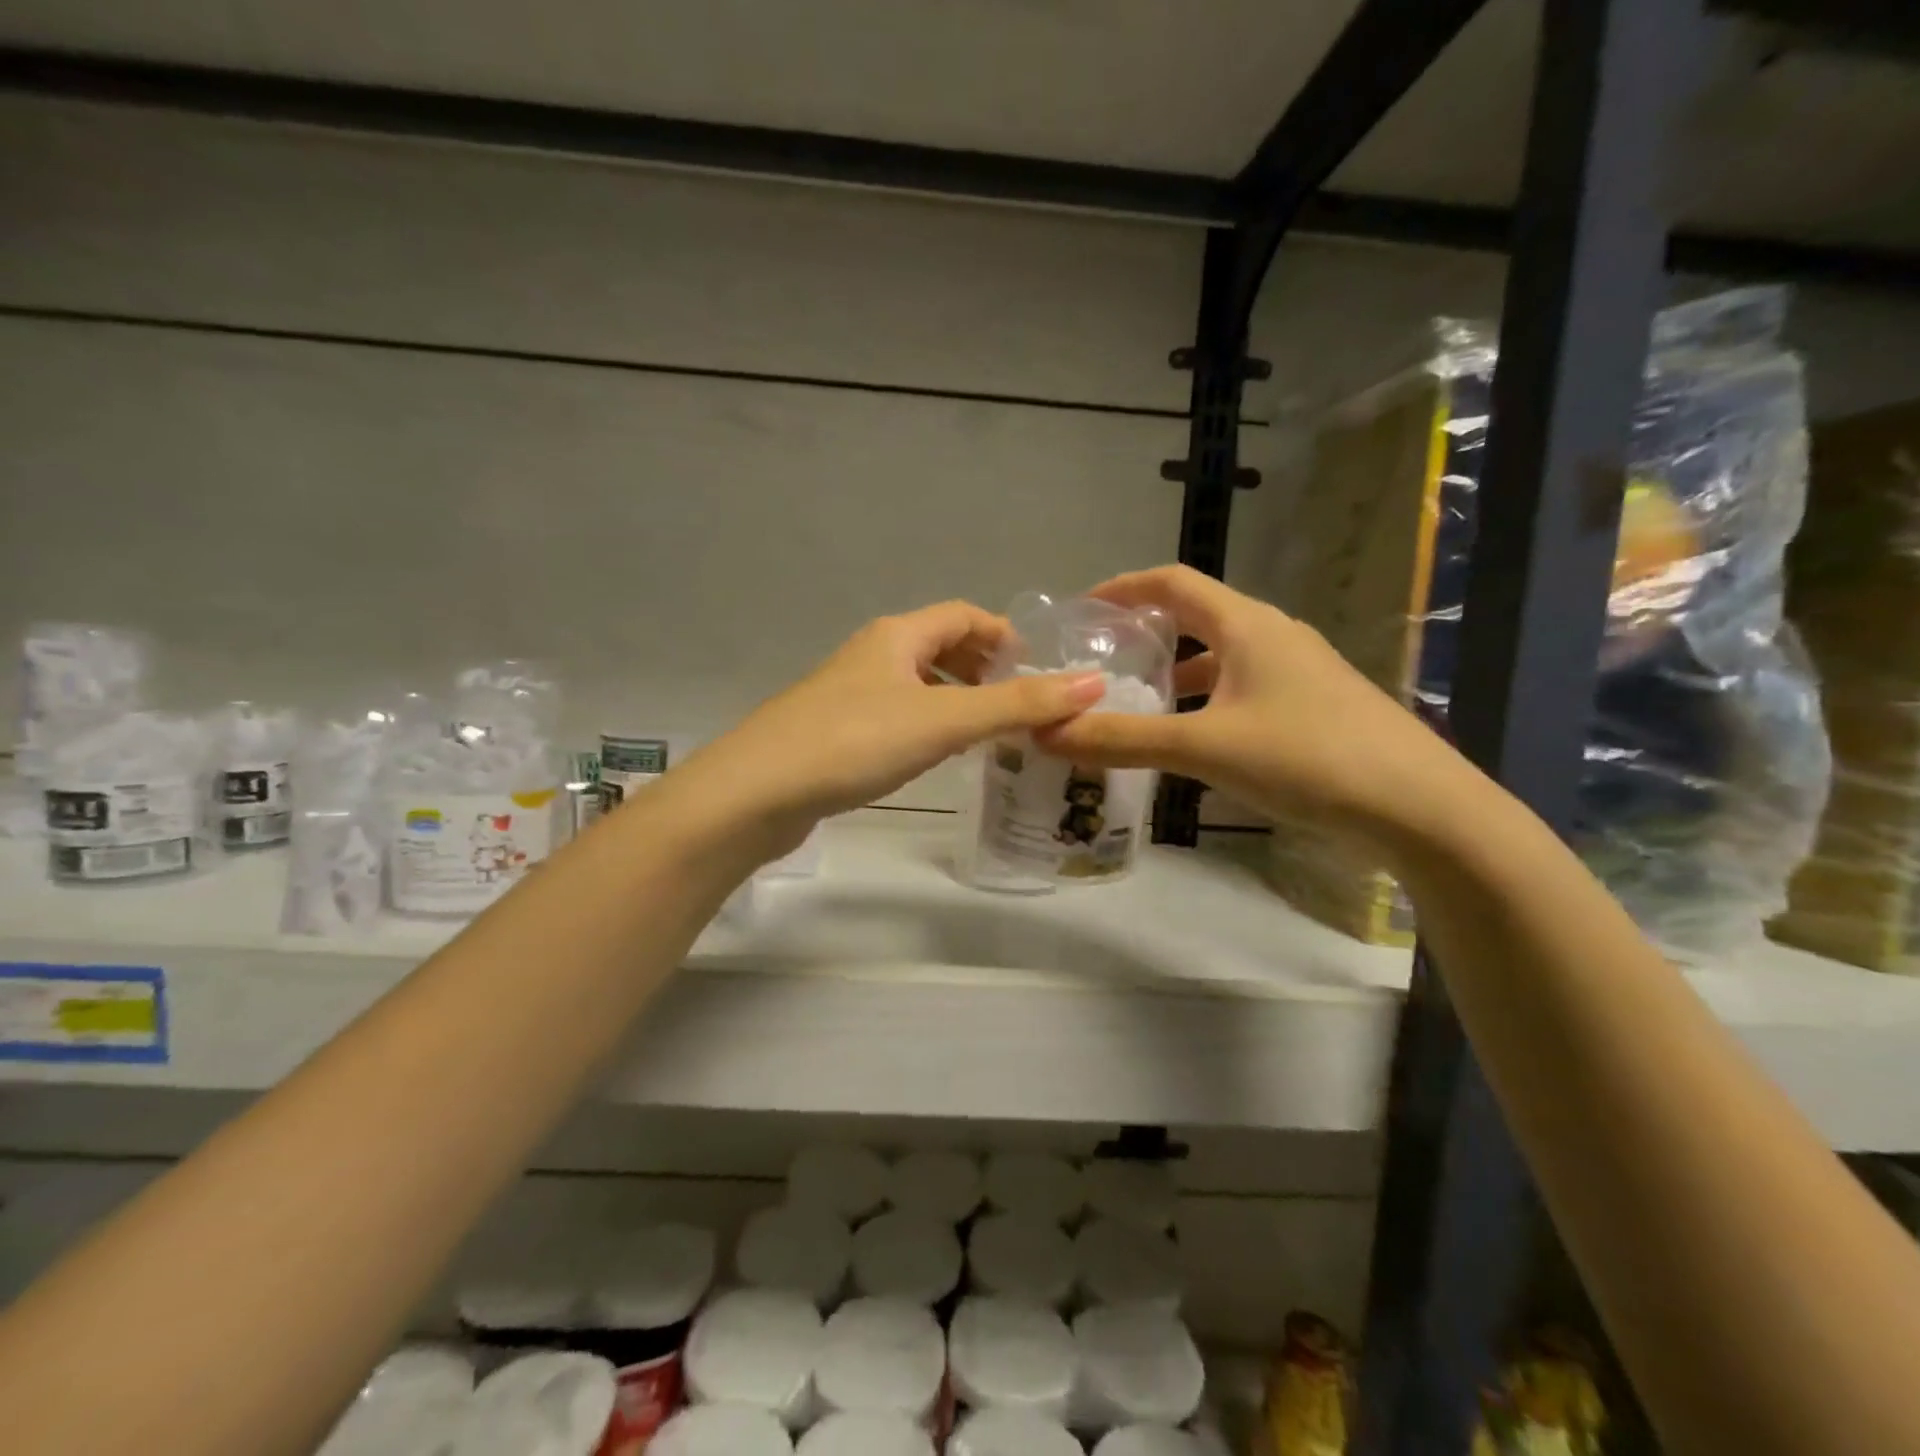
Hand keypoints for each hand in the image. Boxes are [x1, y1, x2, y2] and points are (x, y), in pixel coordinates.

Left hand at [675, 601, 1105, 852]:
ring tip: (987, 735)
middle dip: (983, 669)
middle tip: (1019, 707)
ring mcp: (848, 693)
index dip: (1004, 635)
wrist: (757, 792)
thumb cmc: (855, 742)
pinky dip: (926, 725)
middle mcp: (872, 654)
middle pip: (939, 646)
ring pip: (916, 684)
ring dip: (955, 700)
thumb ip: (1018, 703)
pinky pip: (895, 715)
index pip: (964, 615)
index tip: (1039, 672)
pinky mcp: (834, 731)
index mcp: (898, 636)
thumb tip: (1093, 682)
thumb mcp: (944, 720)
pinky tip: (934, 757)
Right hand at [1033, 566, 1464, 845]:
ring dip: (1175, 672)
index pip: (1172, 581)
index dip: (1122, 588)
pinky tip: (1190, 739)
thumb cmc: (1307, 758)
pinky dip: (1205, 702)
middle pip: (1195, 616)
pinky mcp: (1312, 706)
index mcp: (1246, 624)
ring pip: (1220, 657)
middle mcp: (1273, 635)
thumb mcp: (1205, 747)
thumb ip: (1122, 740)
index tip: (1080, 610)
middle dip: (1144, 632)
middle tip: (1097, 659)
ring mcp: (1298, 671)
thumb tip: (1045, 732)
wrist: (1420, 808)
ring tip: (1133, 700)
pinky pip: (1242, 689)